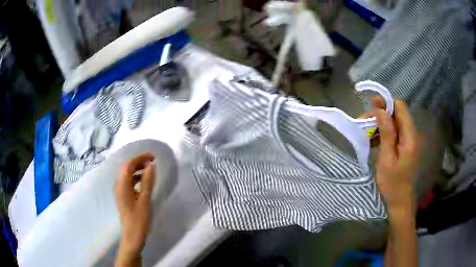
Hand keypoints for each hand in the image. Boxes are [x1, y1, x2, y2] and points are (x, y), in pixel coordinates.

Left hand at [114, 153, 154, 265]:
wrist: (131, 236)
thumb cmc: (138, 220)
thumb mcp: (145, 201)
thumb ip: (147, 182)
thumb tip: (151, 166)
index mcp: (122, 185)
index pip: (129, 164)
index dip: (141, 158)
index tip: (153, 157)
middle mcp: (118, 185)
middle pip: (126, 167)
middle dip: (138, 161)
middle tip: (152, 161)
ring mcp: (119, 191)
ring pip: (127, 174)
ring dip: (137, 169)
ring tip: (149, 169)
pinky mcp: (122, 196)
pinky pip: (128, 181)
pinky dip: (136, 177)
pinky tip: (144, 181)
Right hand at [369, 99, 420, 217]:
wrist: (400, 200)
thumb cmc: (393, 183)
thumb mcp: (387, 159)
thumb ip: (387, 133)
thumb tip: (381, 111)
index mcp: (410, 137)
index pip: (400, 108)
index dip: (386, 103)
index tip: (371, 105)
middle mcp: (412, 134)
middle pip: (397, 114)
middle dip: (380, 114)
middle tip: (364, 121)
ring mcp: (409, 141)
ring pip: (395, 123)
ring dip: (380, 124)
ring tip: (366, 133)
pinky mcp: (406, 146)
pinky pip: (395, 133)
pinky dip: (384, 134)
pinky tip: (374, 142)